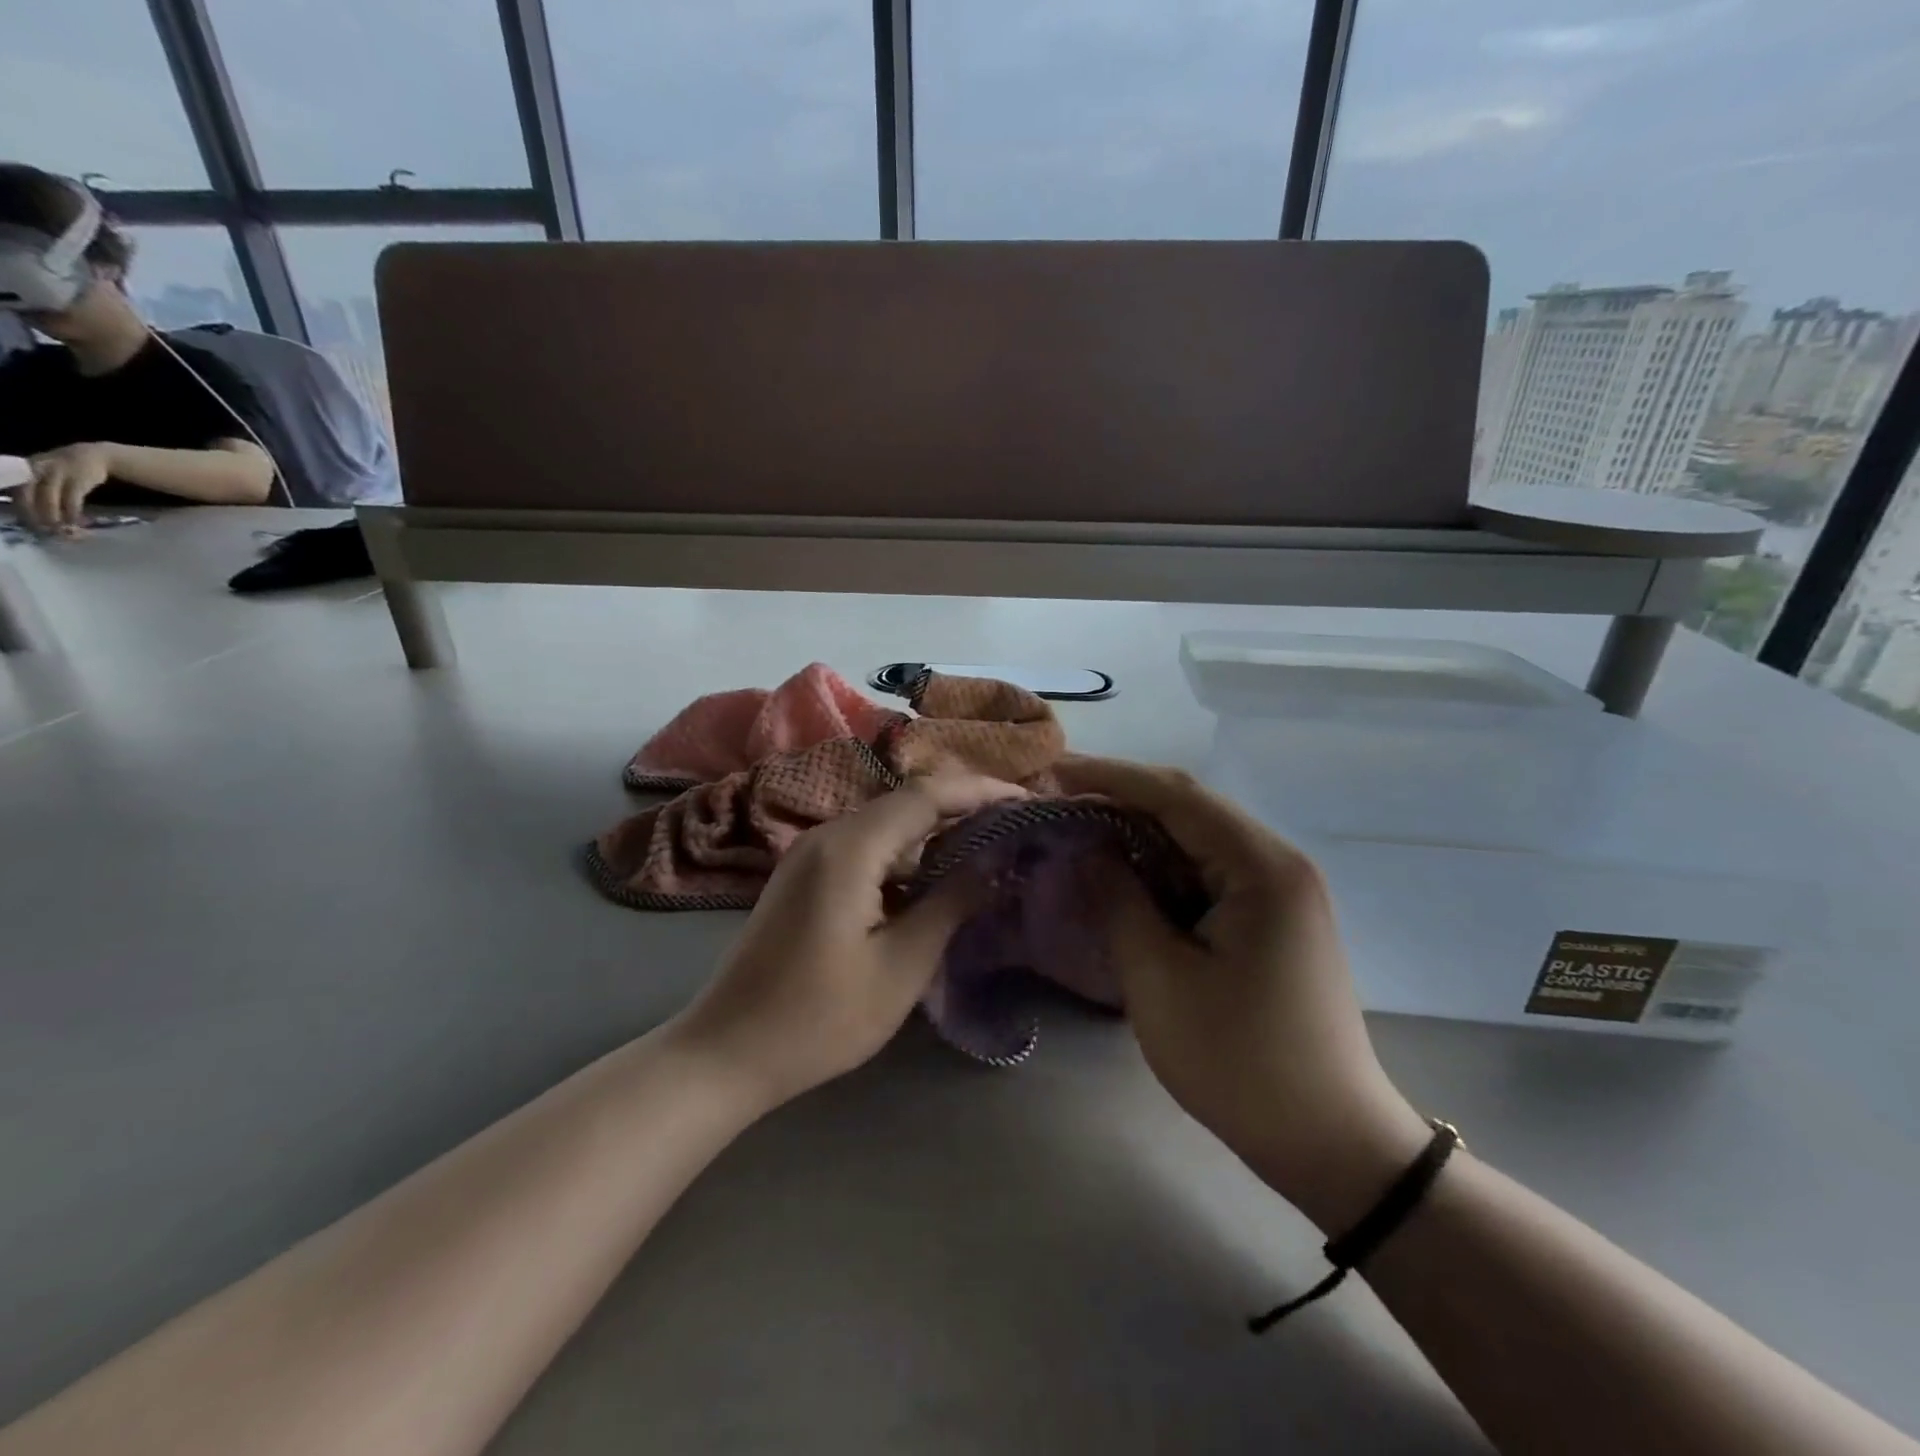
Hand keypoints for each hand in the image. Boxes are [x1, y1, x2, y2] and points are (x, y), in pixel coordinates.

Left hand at [20, 443, 114, 532]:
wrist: (95, 456)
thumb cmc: (68, 468)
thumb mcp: (46, 472)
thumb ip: (36, 486)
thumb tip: (32, 511)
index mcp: (24, 469)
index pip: (15, 489)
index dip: (20, 507)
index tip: (28, 523)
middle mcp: (36, 470)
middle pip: (28, 494)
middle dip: (34, 513)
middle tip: (43, 529)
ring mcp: (58, 474)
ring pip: (48, 498)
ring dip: (53, 515)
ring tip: (61, 529)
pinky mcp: (78, 481)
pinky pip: (71, 499)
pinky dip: (72, 512)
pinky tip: (76, 521)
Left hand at [670, 773, 1026, 1109]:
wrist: (725, 1052)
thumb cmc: (820, 1018)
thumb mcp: (901, 966)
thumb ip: (951, 904)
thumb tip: (996, 864)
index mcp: (850, 848)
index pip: (927, 796)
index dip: (980, 792)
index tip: (1027, 801)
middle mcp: (826, 835)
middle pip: (906, 803)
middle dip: (962, 809)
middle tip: (1013, 827)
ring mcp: (809, 855)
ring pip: (885, 826)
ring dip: (933, 834)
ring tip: (984, 851)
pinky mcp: (803, 877)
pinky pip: (864, 848)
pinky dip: (904, 856)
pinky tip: (930, 881)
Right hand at [1055, 756, 1429, 1230]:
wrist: (1331, 1143)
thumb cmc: (1241, 1063)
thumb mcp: (1160, 980)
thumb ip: (1118, 901)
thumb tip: (1087, 849)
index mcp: (1261, 867)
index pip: (1176, 796)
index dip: (1109, 777)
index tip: (1052, 771)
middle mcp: (1278, 863)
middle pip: (1190, 808)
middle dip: (1120, 797)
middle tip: (1056, 797)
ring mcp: (1279, 890)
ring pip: (1197, 838)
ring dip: (1138, 830)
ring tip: (1078, 828)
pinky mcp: (1271, 917)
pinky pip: (1207, 871)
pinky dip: (1161, 865)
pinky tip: (1123, 872)